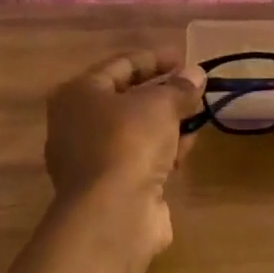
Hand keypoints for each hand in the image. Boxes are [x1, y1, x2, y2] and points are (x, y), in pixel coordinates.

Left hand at [44, 51, 205, 258]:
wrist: (113, 214)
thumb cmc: (128, 141)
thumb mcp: (160, 104)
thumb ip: (180, 87)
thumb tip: (196, 75)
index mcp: (78, 93)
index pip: (120, 65)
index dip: (155, 59)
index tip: (185, 58)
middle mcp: (76, 124)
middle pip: (126, 99)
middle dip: (162, 93)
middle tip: (193, 88)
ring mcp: (89, 160)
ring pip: (134, 131)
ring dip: (166, 123)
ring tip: (197, 116)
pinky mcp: (107, 189)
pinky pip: (139, 158)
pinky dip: (162, 151)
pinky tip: (187, 148)